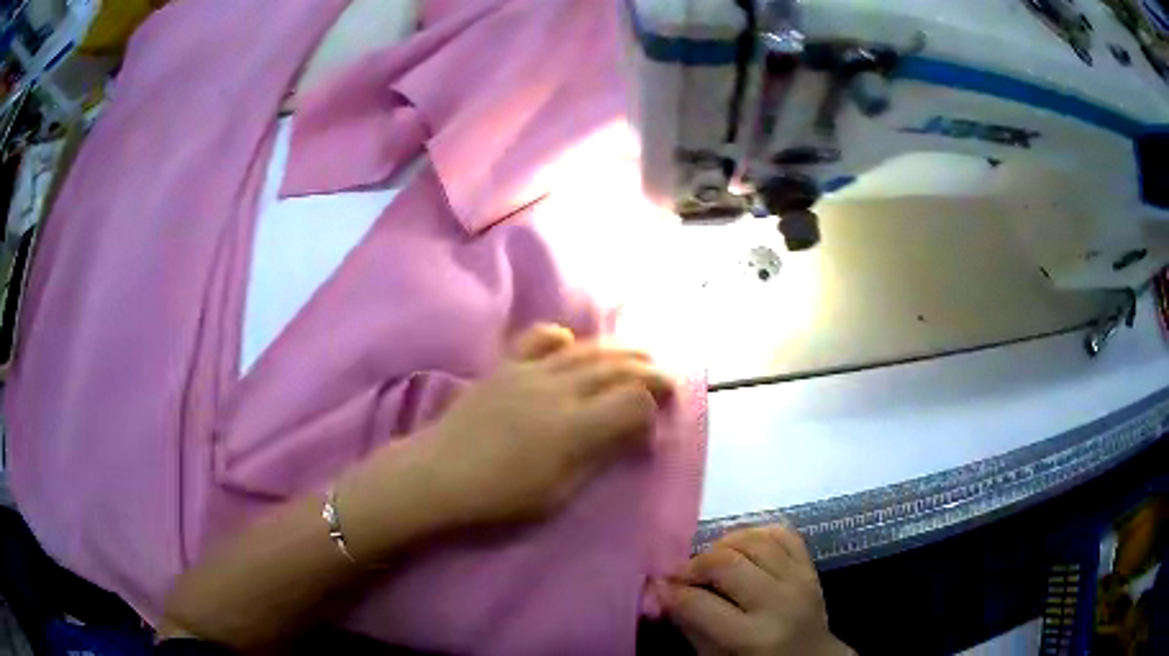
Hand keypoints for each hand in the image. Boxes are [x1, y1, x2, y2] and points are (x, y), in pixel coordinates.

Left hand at [418, 323, 673, 525]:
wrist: (438, 474)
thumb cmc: (499, 496)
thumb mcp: (558, 492)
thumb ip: (598, 456)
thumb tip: (631, 433)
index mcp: (575, 427)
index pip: (634, 400)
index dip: (654, 405)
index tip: (656, 417)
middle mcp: (559, 390)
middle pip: (618, 368)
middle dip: (649, 370)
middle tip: (666, 378)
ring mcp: (530, 371)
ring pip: (587, 350)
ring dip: (619, 351)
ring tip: (637, 356)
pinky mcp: (506, 365)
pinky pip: (541, 338)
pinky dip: (564, 337)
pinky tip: (572, 344)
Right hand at [657, 525, 853, 655]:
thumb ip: (690, 626)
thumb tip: (663, 592)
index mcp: (752, 637)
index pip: (700, 604)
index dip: (671, 592)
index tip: (657, 586)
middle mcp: (778, 602)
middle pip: (727, 563)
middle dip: (695, 564)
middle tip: (681, 574)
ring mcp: (799, 580)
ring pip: (754, 541)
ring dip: (723, 545)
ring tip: (710, 560)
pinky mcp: (811, 566)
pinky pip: (783, 534)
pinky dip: (757, 533)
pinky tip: (741, 547)